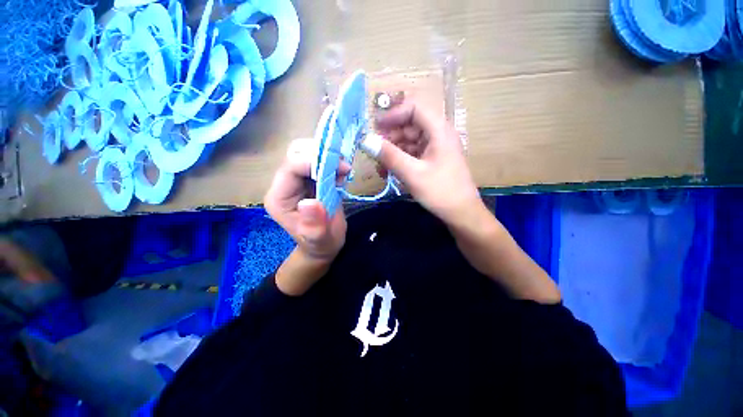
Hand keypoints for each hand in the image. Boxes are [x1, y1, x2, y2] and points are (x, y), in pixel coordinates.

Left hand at [264, 138, 349, 262]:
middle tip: (342, 167)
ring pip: (307, 152)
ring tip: (343, 173)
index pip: (290, 168)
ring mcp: (297, 180)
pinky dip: (332, 162)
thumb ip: (314, 225)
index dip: (313, 162)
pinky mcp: (309, 179)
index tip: (339, 168)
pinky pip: (318, 160)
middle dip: (320, 154)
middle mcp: (285, 185)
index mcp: (280, 198)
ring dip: (328, 157)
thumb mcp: (320, 239)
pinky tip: (341, 176)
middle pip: (295, 154)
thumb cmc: (321, 244)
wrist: (324, 244)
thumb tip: (309, 203)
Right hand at [372, 99, 483, 226]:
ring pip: (409, 140)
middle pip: (410, 124)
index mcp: (439, 130)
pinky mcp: (432, 160)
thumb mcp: (412, 174)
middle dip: (390, 137)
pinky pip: (412, 153)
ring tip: (380, 167)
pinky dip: (400, 159)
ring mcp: (435, 148)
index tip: (375, 127)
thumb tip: (365, 140)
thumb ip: (389, 155)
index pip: (414, 107)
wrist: (462, 214)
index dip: (393, 114)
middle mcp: (438, 134)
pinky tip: (390, 172)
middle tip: (374, 151)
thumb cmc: (440, 192)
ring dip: (393, 151)